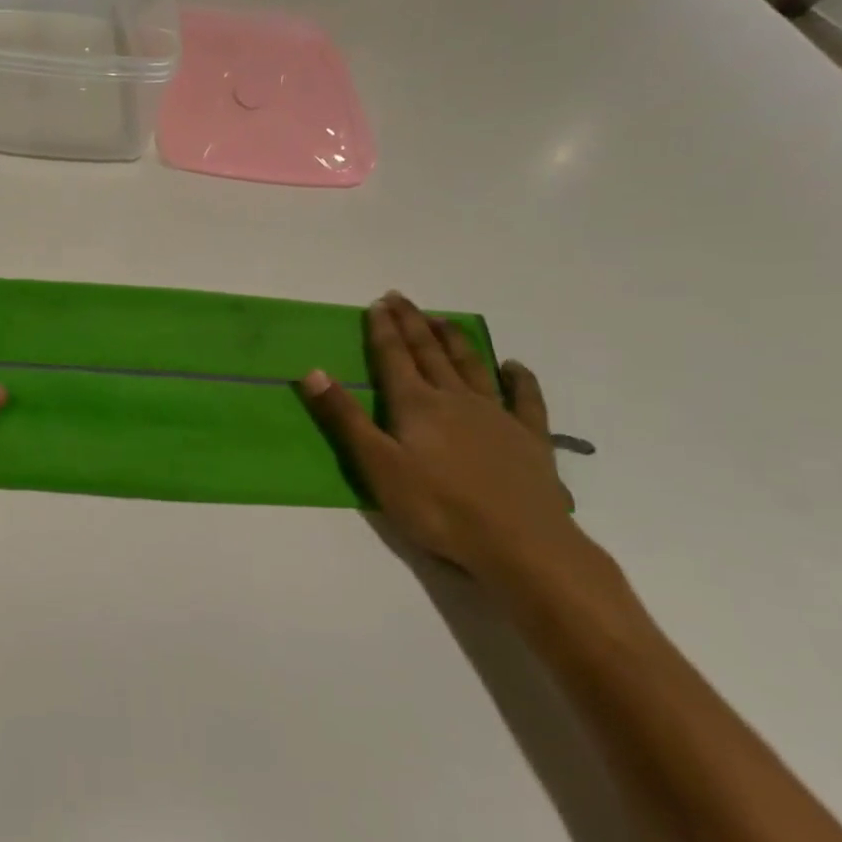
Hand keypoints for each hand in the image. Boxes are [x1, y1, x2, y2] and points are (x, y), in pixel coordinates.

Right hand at [300, 291, 603, 591]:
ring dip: (454, 340)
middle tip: (401, 298)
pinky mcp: (529, 438)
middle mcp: (455, 399)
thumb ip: (346, 418)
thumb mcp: (377, 466)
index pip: (393, 357)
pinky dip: (518, 379)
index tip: (377, 303)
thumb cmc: (438, 508)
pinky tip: (513, 366)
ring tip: (442, 319)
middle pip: (430, 353)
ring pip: (472, 366)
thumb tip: (312, 372)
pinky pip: (525, 399)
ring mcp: (497, 415)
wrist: (520, 543)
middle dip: (413, 324)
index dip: (383, 329)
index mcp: (416, 404)